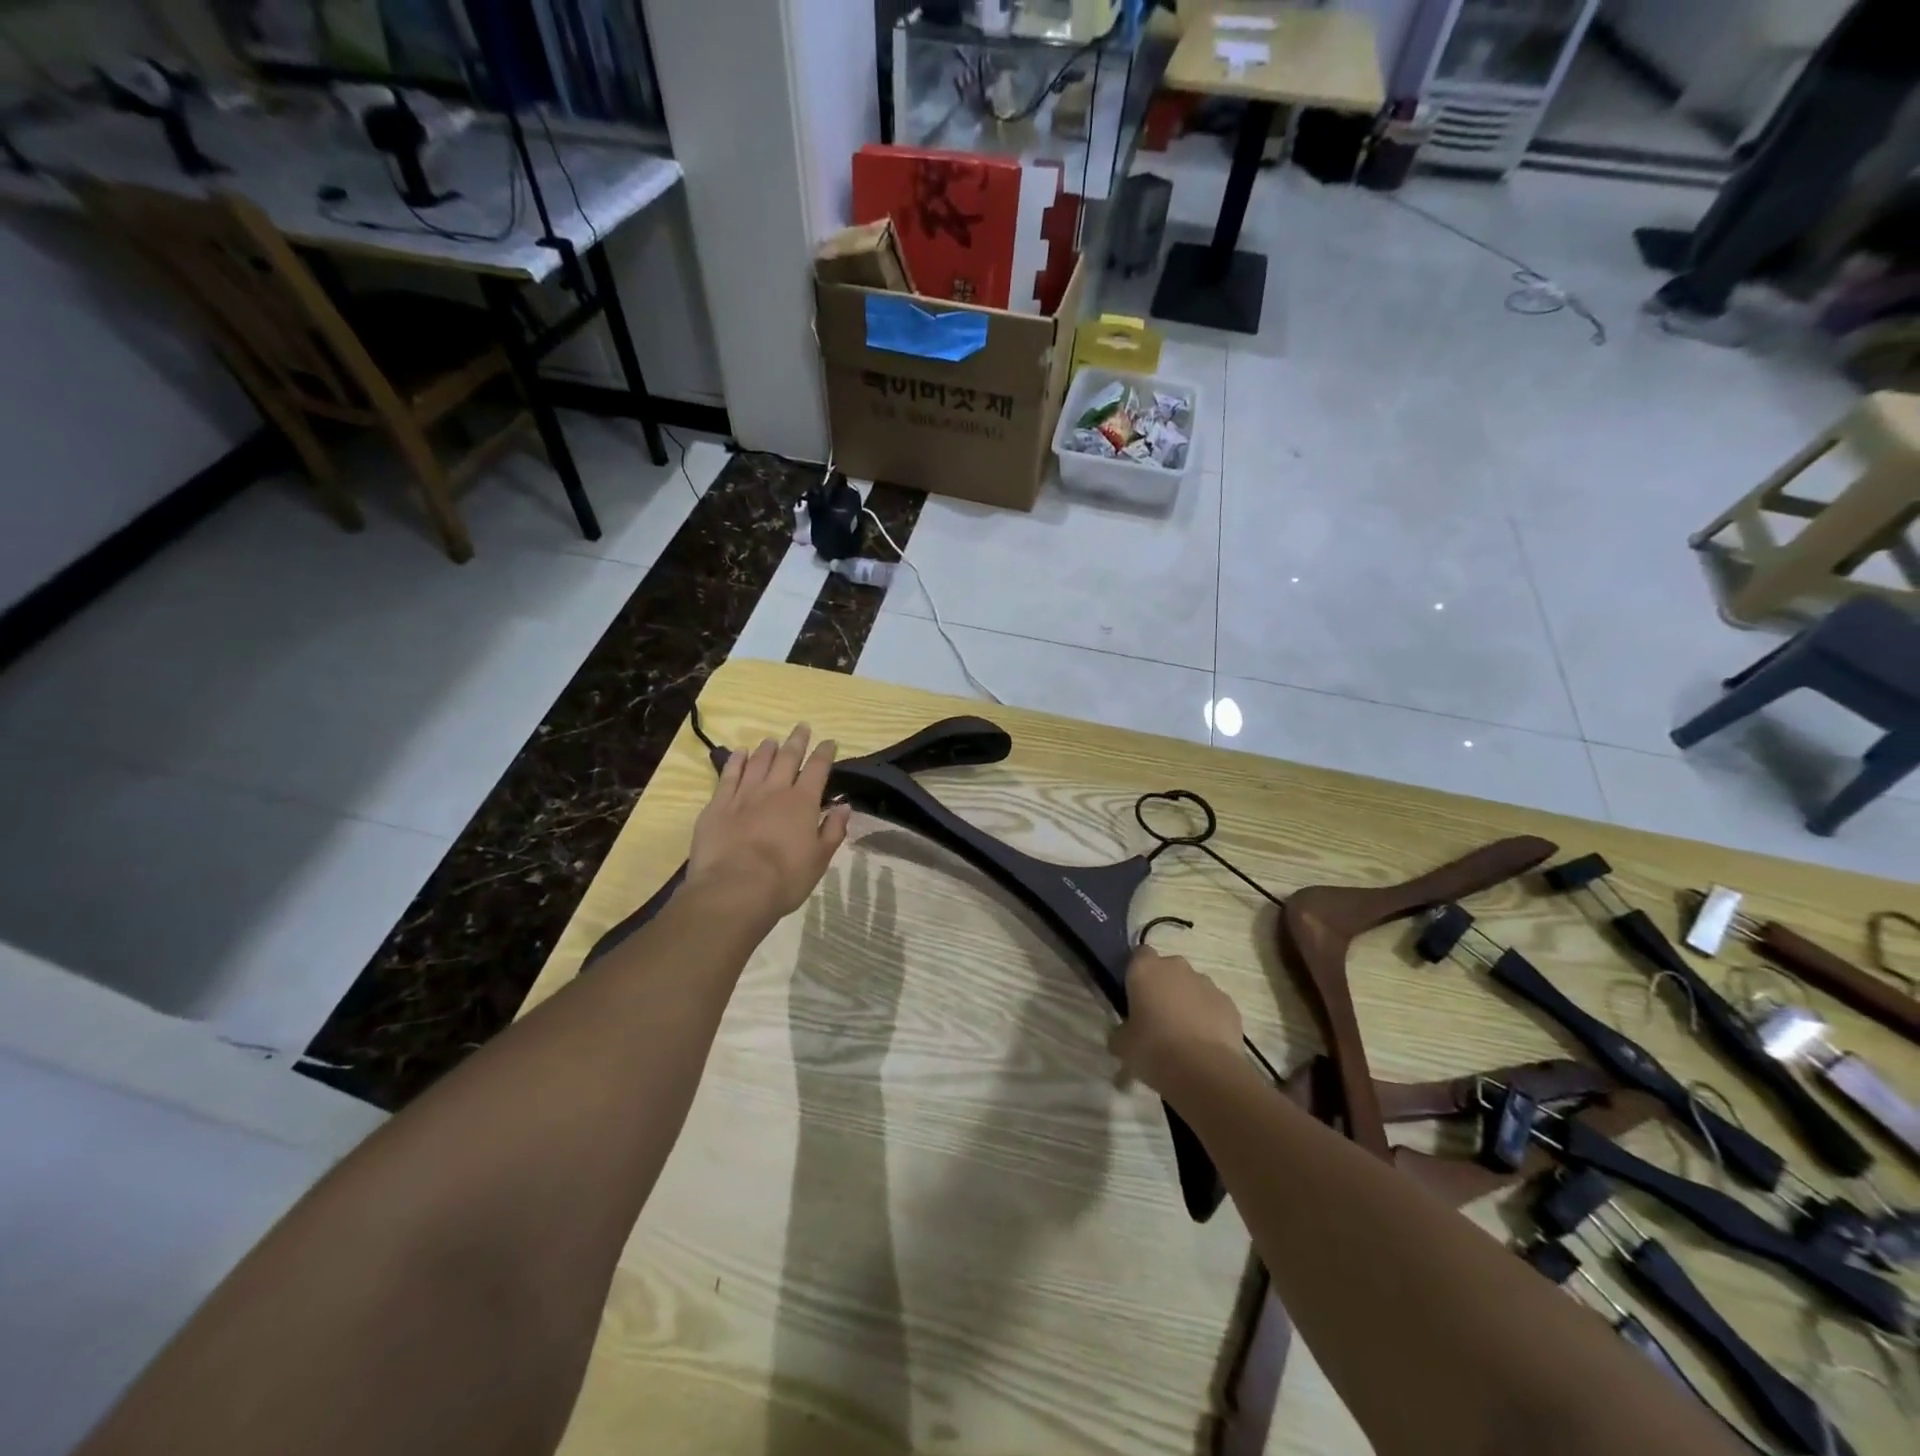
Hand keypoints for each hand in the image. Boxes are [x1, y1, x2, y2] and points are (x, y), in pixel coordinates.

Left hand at [686, 724, 852, 920]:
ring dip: (767, 748)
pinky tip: (739, 753)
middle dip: (797, 741)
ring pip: (758, 762)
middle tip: (802, 727)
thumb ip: (833, 830)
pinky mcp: (717, 805)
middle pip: (787, 758)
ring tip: (772, 740)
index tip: (829, 742)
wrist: (734, 889)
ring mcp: (743, 795)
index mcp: (803, 802)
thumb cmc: (784, 879)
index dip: (824, 753)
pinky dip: (736, 761)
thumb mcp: (819, 859)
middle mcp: (774, 790)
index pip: (817, 769)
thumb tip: (843, 806)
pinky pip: (728, 775)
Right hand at [1109, 946, 1243, 1093]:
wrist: (1205, 1072)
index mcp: (1145, 969)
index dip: (1136, 972)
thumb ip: (1120, 1032)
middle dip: (1163, 986)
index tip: (1134, 995)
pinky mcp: (1228, 1003)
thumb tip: (1122, 1034)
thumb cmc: (1154, 1049)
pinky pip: (1212, 1004)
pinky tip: (1203, 1043)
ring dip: (1186, 1001)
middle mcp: (1176, 967)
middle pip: (1167, 969)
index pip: (1138, 955)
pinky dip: (1207, 1017)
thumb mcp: (1122, 1045)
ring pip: (1191, 986)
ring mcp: (1206, 983)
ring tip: (1182, 1034)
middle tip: (1156, 1017)